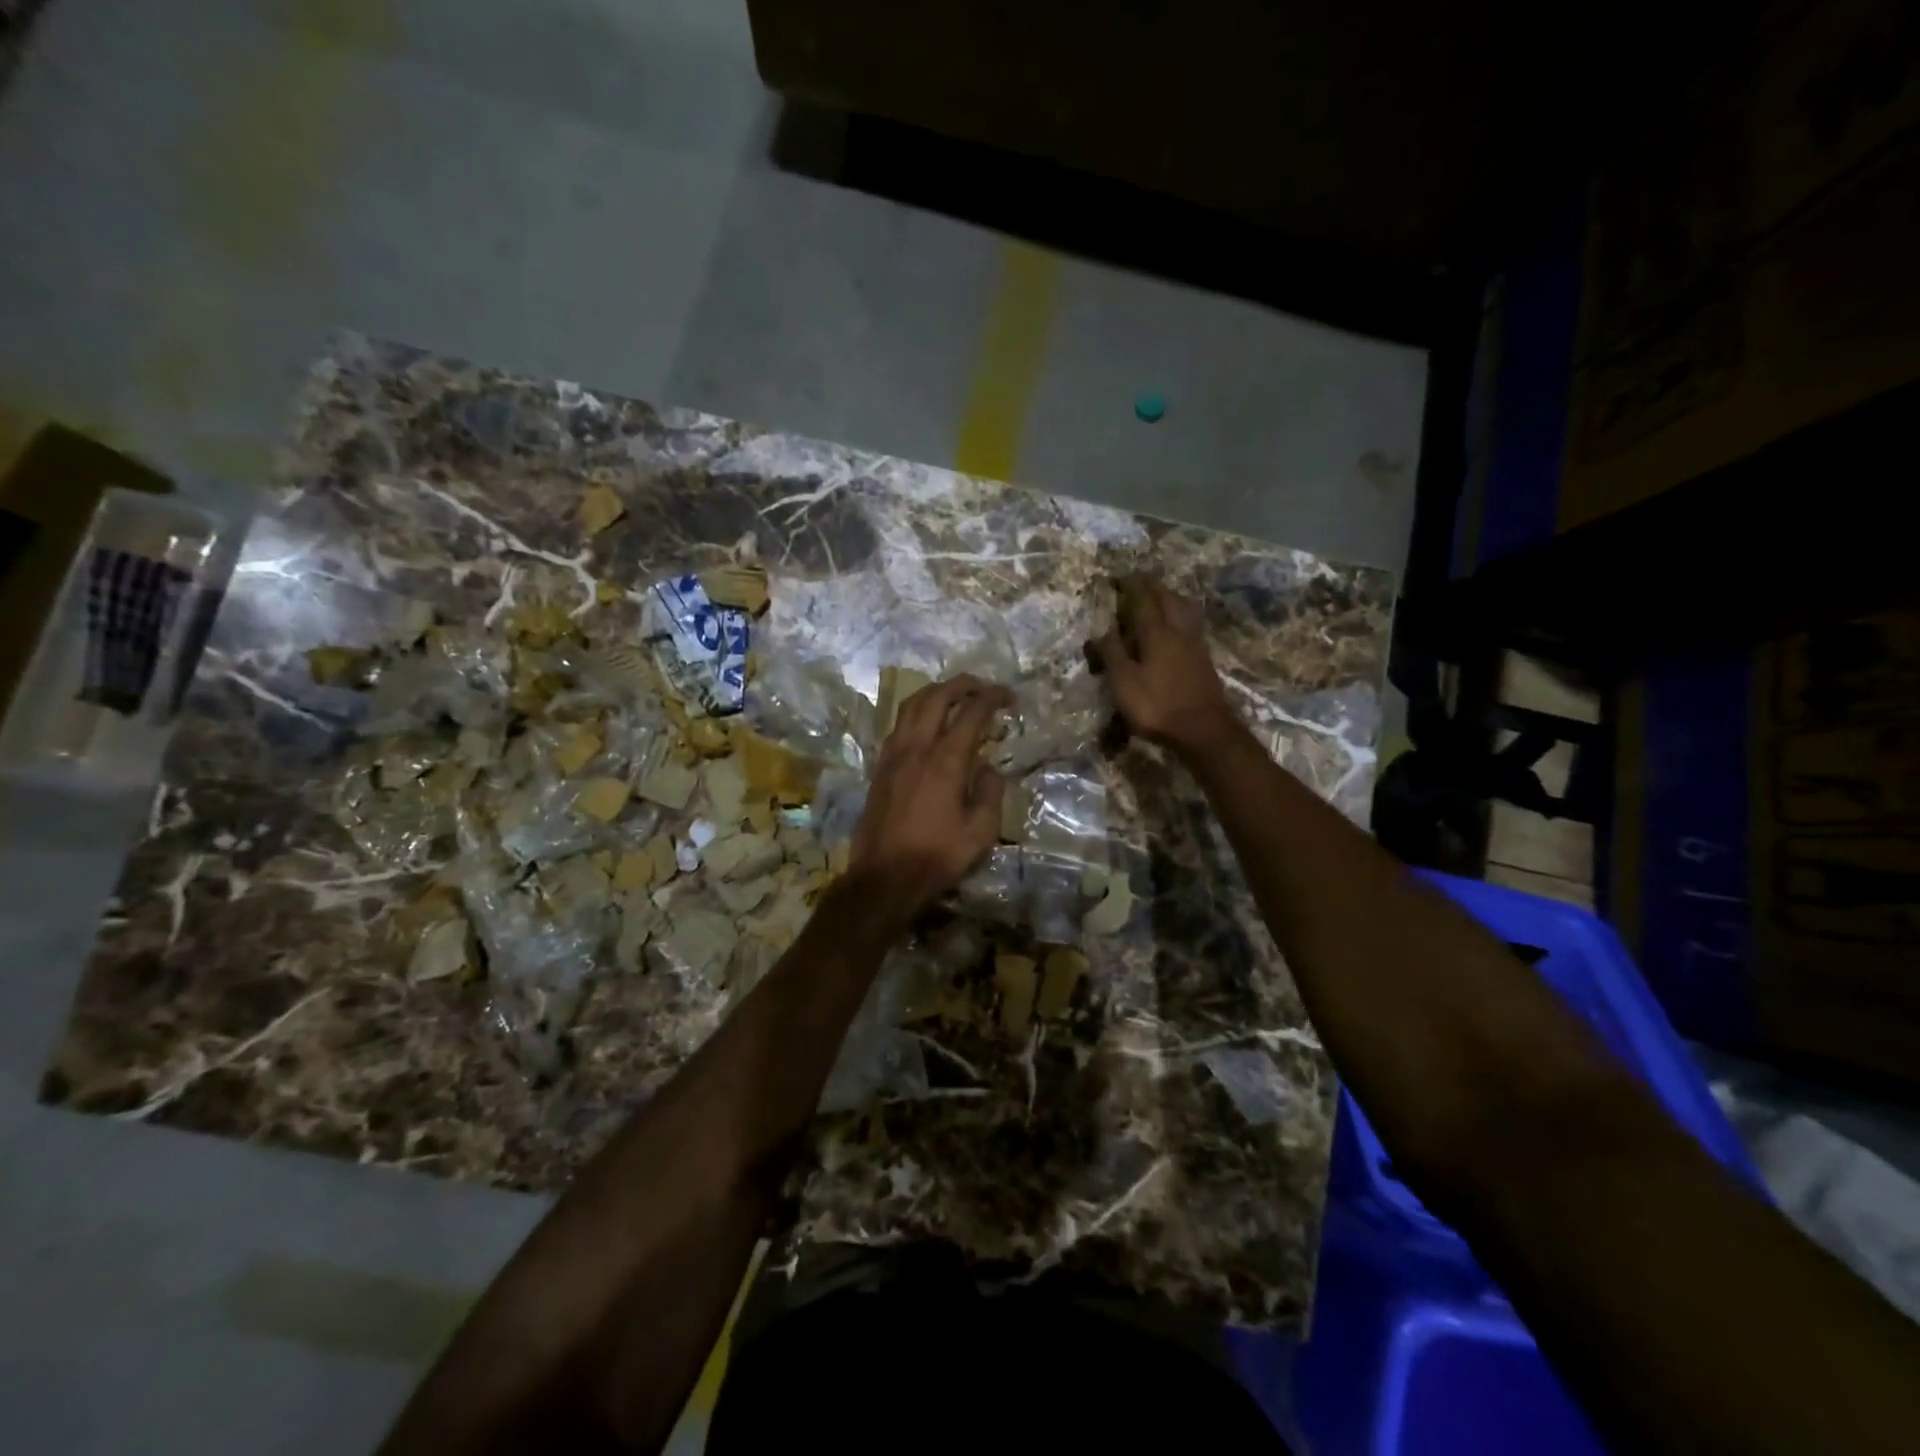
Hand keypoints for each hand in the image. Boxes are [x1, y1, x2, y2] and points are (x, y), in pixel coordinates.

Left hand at [849, 674, 1011, 915]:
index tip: (1007, 695)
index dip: (992, 698)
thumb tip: (989, 768)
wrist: (885, 877)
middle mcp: (916, 748)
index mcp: (946, 761)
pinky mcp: (880, 767)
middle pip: (937, 697)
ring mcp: (893, 755)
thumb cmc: (937, 856)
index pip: (971, 713)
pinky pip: (898, 725)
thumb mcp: (981, 831)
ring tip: (953, 695)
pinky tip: (925, 724)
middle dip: (962, 684)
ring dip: (934, 692)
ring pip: (911, 706)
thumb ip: (990, 792)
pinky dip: (915, 713)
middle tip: (981, 686)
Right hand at [1090, 574, 1237, 755]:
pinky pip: (1190, 623)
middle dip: (1152, 586)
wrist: (1203, 729)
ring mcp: (1194, 643)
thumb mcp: (1124, 682)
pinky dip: (1180, 614)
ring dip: (1170, 597)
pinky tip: (1177, 623)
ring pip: (1183, 608)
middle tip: (1139, 580)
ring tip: (1159, 595)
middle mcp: (1178, 630)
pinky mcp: (1203, 657)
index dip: (1131, 585)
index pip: (1143, 599)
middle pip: (1167, 598)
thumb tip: (1102, 630)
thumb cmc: (1157, 706)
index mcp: (1156, 633)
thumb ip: (1113, 653)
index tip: (1120, 575)